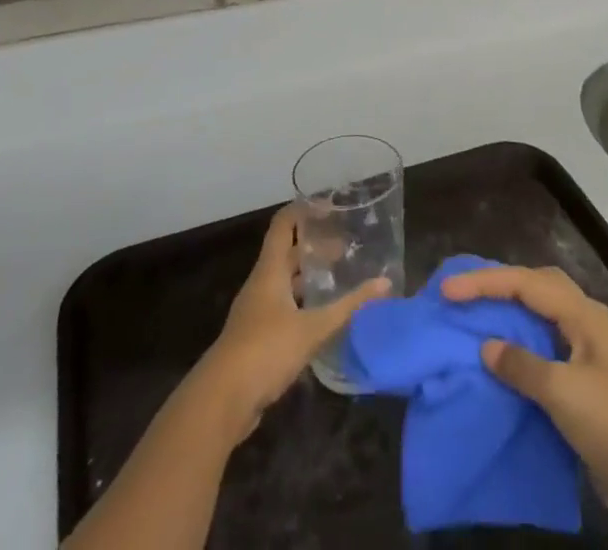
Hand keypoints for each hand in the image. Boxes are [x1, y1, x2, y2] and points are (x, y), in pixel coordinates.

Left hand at [188, 206, 390, 442]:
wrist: (221, 402)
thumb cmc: (265, 350)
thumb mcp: (313, 328)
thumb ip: (348, 306)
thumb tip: (386, 283)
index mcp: (270, 270)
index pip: (283, 225)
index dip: (303, 210)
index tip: (331, 206)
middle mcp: (261, 284)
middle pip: (286, 254)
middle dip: (313, 247)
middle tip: (345, 247)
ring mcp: (256, 312)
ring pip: (285, 283)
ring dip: (308, 278)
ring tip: (338, 279)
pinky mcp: (257, 338)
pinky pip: (283, 309)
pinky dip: (302, 305)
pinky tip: (322, 318)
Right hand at [443, 265, 607, 549]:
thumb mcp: (567, 394)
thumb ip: (523, 366)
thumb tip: (487, 347)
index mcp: (583, 316)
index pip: (525, 284)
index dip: (485, 283)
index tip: (447, 291)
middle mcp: (584, 328)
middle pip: (535, 291)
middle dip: (498, 288)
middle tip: (460, 297)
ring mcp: (587, 361)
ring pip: (539, 326)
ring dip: (507, 322)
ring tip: (470, 327)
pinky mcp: (586, 396)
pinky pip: (543, 363)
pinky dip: (517, 360)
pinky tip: (497, 374)